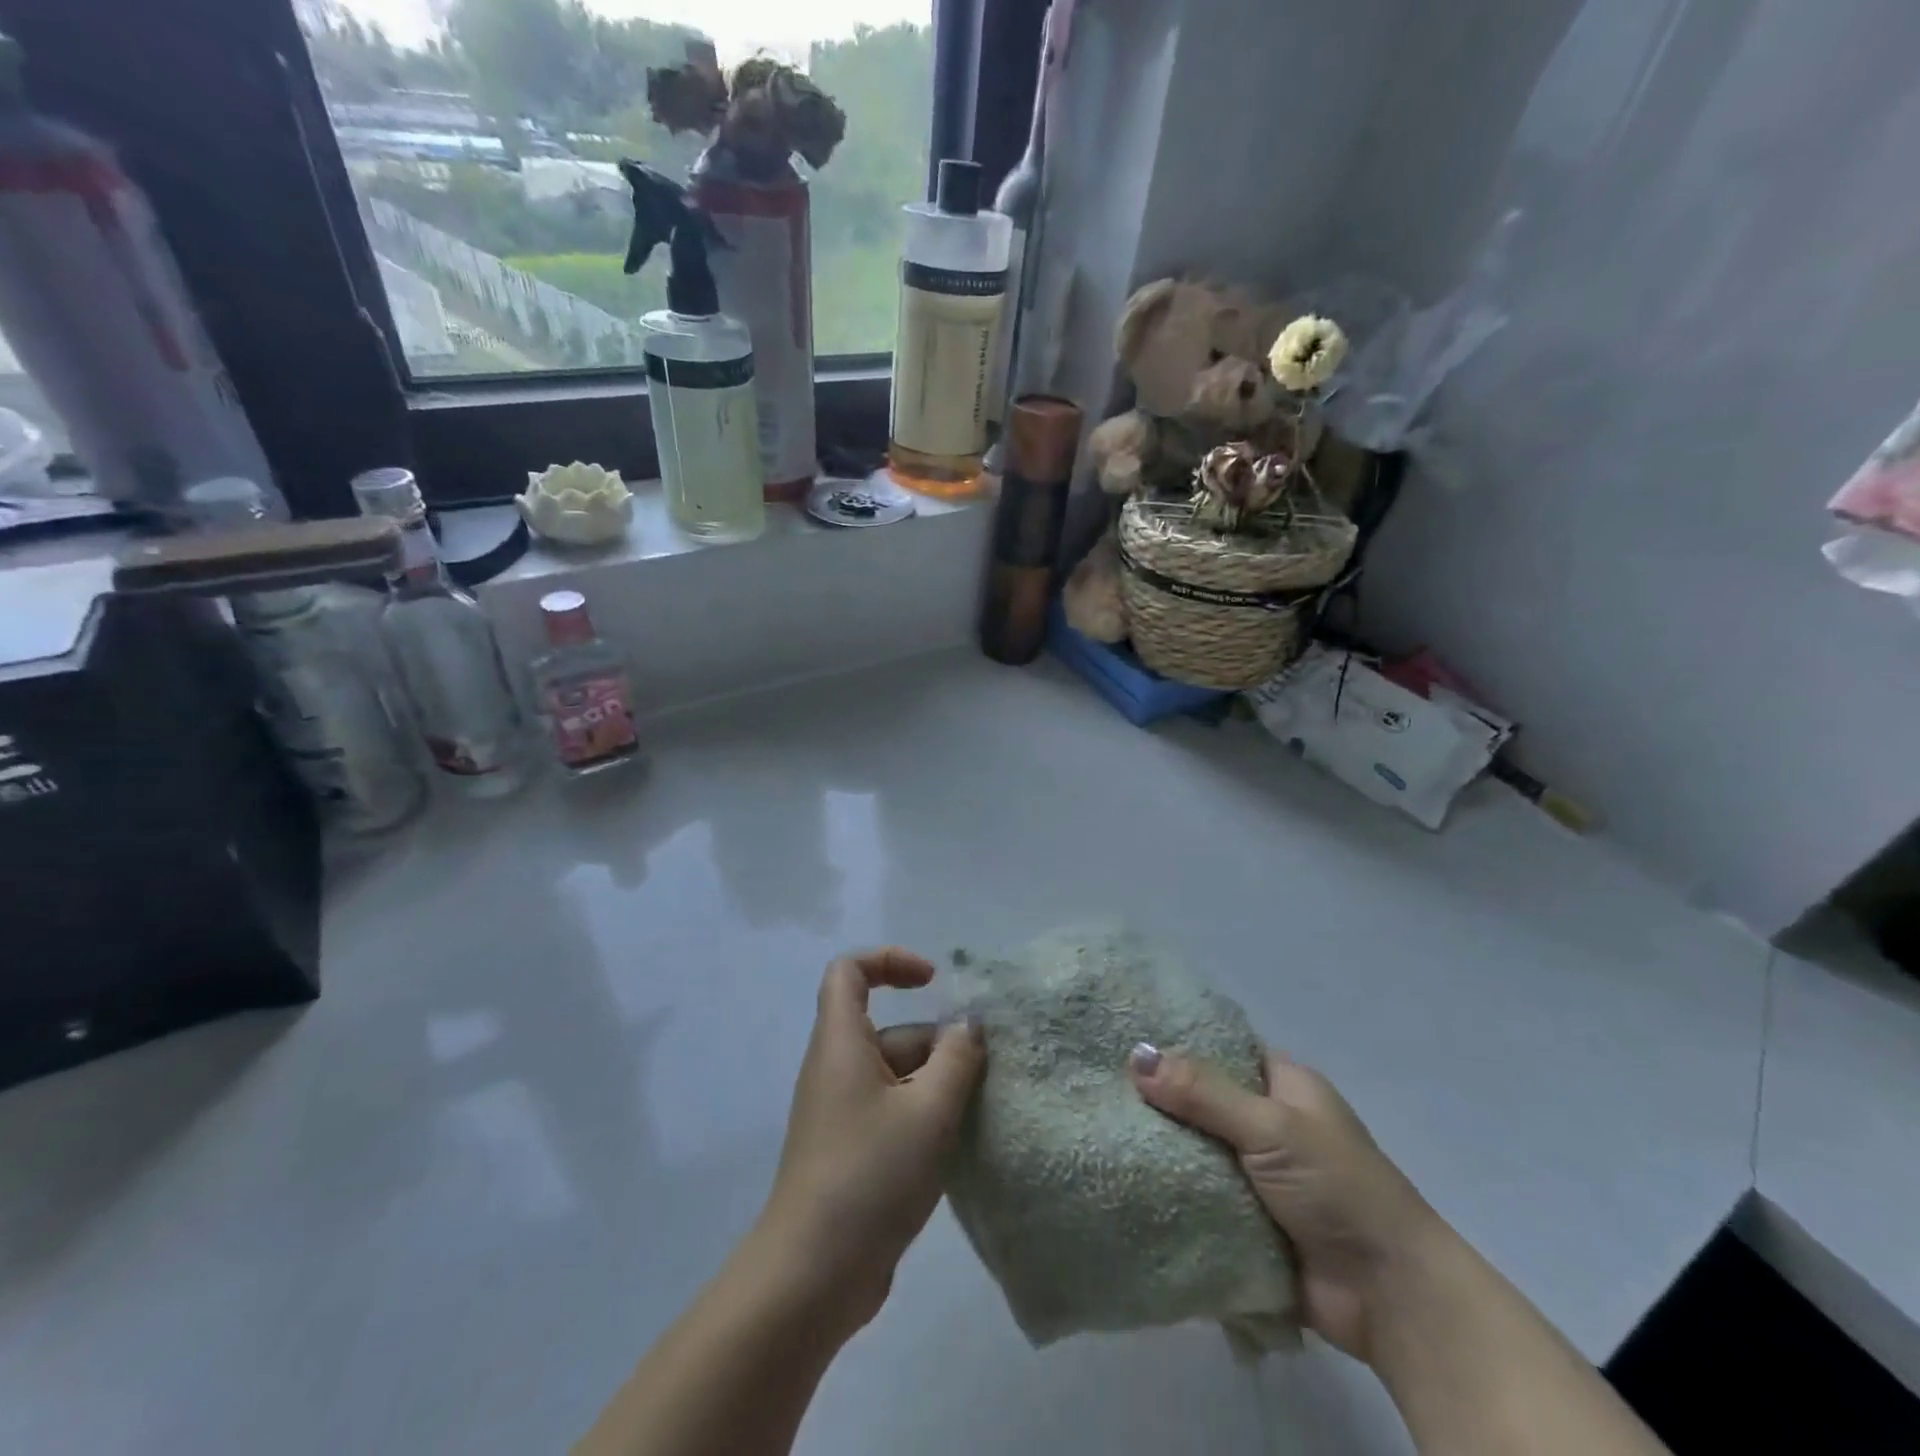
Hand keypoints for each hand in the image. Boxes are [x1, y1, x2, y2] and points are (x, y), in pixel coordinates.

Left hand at [759, 948, 984, 1335]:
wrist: (812, 1276)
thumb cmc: (870, 1174)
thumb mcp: (929, 1110)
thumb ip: (957, 1059)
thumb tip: (967, 1026)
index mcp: (841, 1042)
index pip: (850, 971)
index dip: (891, 962)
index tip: (933, 983)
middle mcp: (836, 1069)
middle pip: (889, 1030)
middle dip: (937, 1045)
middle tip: (980, 1076)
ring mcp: (841, 1113)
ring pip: (896, 1076)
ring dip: (937, 1086)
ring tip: (977, 1115)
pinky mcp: (850, 1152)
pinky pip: (892, 1112)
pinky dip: (923, 1117)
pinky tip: (956, 1147)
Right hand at [1130, 1044, 1441, 1364]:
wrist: (1391, 1297)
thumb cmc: (1339, 1188)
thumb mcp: (1271, 1127)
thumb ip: (1203, 1093)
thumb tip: (1135, 1056)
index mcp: (1284, 1085)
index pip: (1220, 1049)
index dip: (1176, 1045)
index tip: (1123, 1042)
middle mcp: (1269, 1122)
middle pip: (1201, 1101)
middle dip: (1160, 1102)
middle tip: (1101, 1093)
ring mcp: (1258, 1174)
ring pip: (1196, 1150)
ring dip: (1163, 1151)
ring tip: (1098, 1133)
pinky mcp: (1248, 1221)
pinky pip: (1199, 1196)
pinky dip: (1172, 1194)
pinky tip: (1124, 1183)